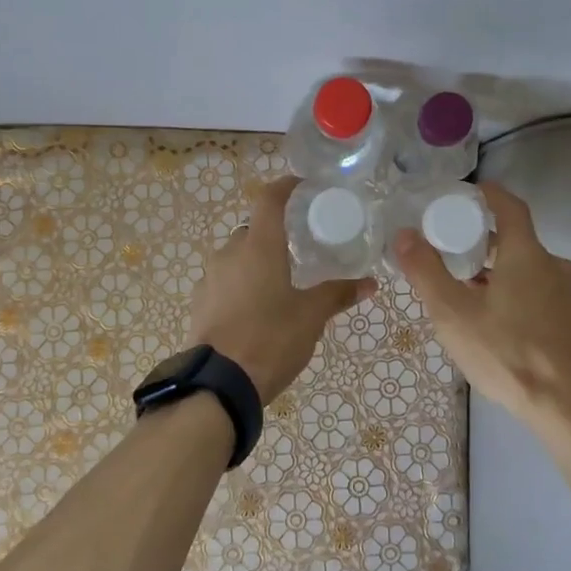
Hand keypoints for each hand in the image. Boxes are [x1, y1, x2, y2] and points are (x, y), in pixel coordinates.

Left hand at [188, 176, 373, 404]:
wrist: (219, 384)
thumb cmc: (271, 339)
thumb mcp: (311, 316)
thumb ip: (338, 294)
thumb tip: (370, 283)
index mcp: (258, 247)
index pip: (269, 200)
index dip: (285, 187)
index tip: (302, 187)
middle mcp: (229, 254)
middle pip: (252, 231)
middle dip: (273, 235)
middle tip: (298, 249)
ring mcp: (210, 278)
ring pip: (236, 258)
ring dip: (255, 262)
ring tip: (279, 284)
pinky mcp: (200, 303)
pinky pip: (224, 282)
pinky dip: (240, 285)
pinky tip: (256, 309)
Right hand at [392, 182, 570, 428]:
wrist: (567, 407)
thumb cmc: (506, 353)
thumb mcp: (453, 313)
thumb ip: (426, 271)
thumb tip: (404, 234)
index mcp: (528, 254)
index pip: (510, 207)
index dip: (487, 195)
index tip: (465, 196)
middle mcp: (555, 266)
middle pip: (516, 241)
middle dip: (484, 244)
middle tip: (451, 256)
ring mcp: (570, 295)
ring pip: (528, 271)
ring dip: (499, 274)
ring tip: (467, 296)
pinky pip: (541, 294)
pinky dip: (517, 295)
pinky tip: (497, 324)